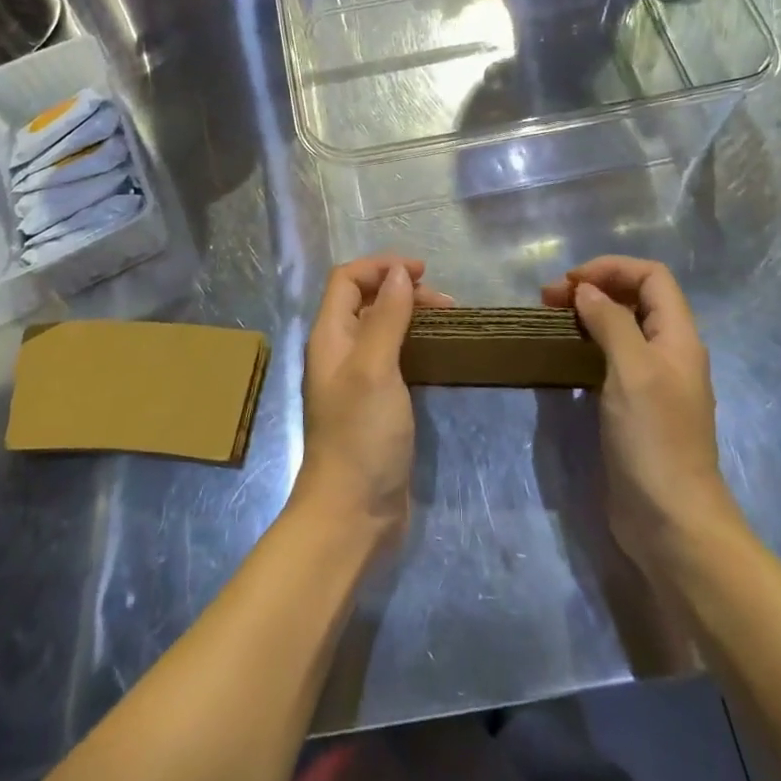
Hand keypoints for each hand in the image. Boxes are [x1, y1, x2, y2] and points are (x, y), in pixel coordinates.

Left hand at [293, 255, 451, 554]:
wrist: (353, 514)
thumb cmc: (361, 435)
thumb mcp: (374, 368)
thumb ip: (386, 317)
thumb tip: (399, 273)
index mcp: (330, 336)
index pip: (347, 279)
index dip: (381, 266)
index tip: (423, 271)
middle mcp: (340, 351)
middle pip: (367, 299)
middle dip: (402, 289)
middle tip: (446, 303)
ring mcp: (358, 378)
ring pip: (383, 327)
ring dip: (412, 315)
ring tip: (450, 321)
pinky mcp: (376, 403)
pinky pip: (395, 356)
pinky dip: (416, 343)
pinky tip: (439, 352)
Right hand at [544, 256, 728, 567]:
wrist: (672, 522)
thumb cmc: (654, 438)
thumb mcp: (632, 369)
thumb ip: (611, 321)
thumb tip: (586, 291)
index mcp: (678, 337)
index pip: (652, 276)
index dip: (612, 268)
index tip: (571, 283)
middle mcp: (669, 352)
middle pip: (636, 297)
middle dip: (595, 287)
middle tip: (549, 299)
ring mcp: (653, 381)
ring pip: (622, 327)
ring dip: (588, 314)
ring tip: (552, 319)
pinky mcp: (635, 407)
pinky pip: (612, 358)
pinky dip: (588, 344)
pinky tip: (565, 355)